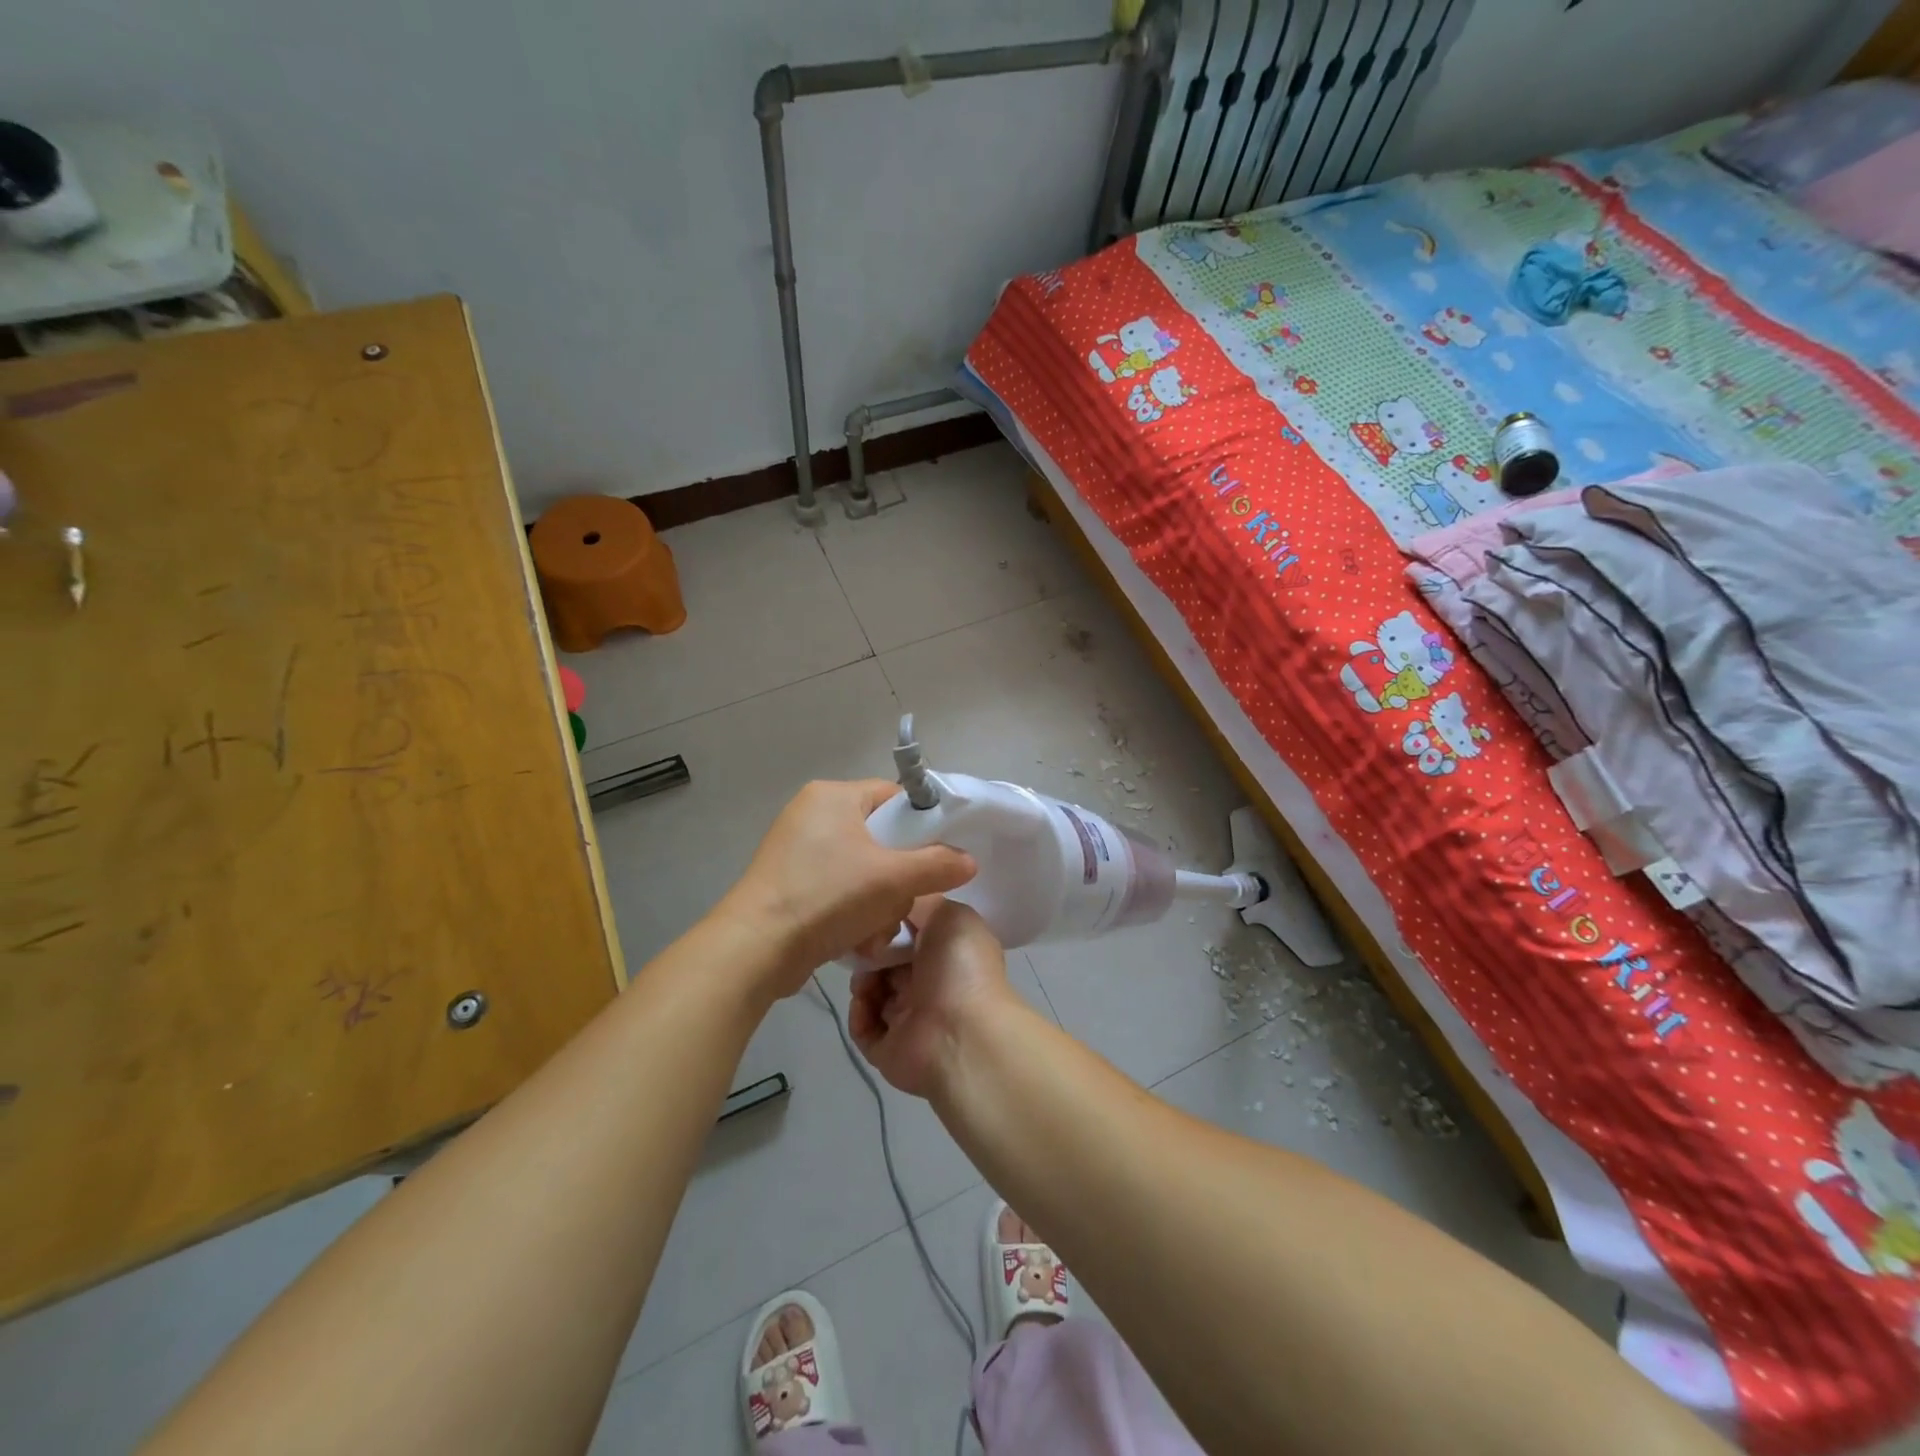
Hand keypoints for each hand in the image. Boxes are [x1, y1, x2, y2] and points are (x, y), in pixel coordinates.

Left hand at [719, 780, 975, 999]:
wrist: (755, 949)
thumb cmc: (827, 897)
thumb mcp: (893, 879)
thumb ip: (938, 865)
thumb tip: (969, 860)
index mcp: (832, 795)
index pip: (893, 797)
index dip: (921, 826)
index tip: (936, 858)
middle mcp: (811, 814)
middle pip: (880, 837)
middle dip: (896, 878)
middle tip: (900, 902)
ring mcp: (795, 849)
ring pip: (861, 869)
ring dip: (877, 903)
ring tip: (874, 931)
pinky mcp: (787, 882)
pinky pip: (836, 888)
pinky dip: (851, 912)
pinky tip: (855, 940)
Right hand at [848, 898, 1014, 1098]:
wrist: (962, 1034)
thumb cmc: (959, 966)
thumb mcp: (948, 914)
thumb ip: (921, 900)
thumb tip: (896, 902)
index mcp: (948, 953)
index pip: (911, 934)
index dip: (891, 923)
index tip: (873, 914)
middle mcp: (930, 985)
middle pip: (887, 961)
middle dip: (871, 951)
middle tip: (861, 946)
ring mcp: (910, 1018)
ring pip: (872, 992)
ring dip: (862, 980)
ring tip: (864, 977)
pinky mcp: (889, 1049)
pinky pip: (863, 1027)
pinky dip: (859, 1013)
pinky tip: (864, 1002)